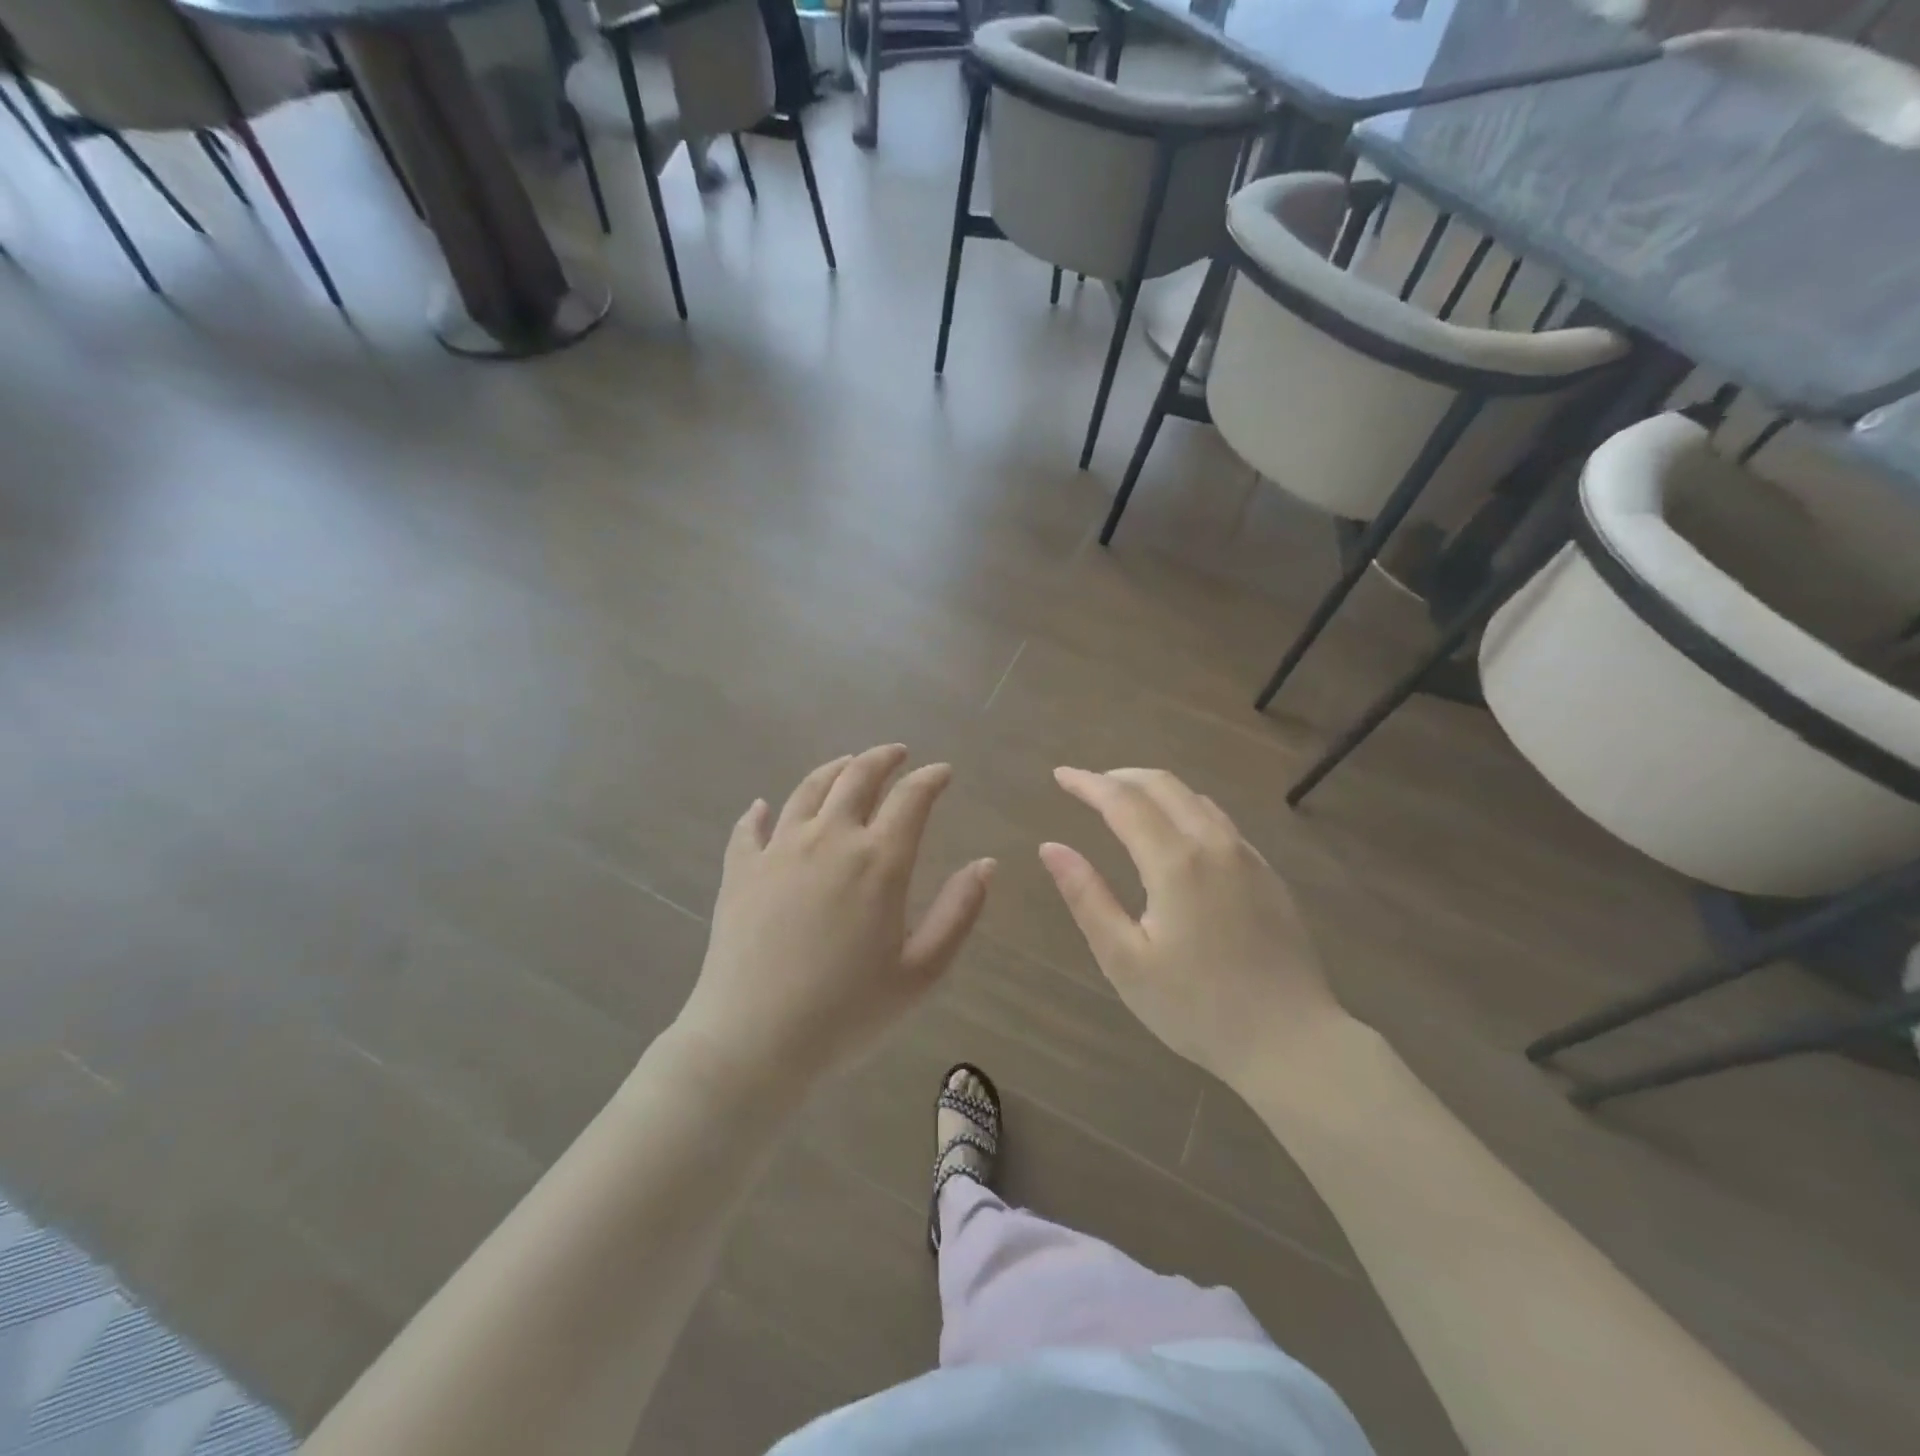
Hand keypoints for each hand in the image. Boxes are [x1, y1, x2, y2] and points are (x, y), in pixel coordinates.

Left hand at [674, 745, 994, 1087]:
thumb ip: (958, 912)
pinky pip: (749, 828)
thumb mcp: (921, 972)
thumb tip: (987, 864)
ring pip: (808, 790)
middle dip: (883, 758)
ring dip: (833, 769)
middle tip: (898, 754)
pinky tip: (762, 808)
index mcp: (879, 861)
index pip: (911, 798)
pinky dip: (759, 812)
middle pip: (857, 776)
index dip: (930, 778)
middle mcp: (829, 839)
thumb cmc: (847, 1013)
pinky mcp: (740, 870)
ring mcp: (779, 850)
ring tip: (847, 764)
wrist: (753, 1041)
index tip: (942, 772)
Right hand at [1039, 767, 1346, 1088]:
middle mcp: (1214, 845)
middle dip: (1120, 776)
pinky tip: (1176, 832)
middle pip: (1164, 785)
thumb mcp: (1125, 960)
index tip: (1060, 775)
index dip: (1088, 783)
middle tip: (1088, 784)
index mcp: (1175, 862)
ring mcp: (1248, 857)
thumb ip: (1086, 897)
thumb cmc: (1197, 1007)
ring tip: (1125, 802)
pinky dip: (1186, 809)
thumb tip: (1051, 847)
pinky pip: (1220, 821)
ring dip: (1155, 789)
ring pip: (1196, 799)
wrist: (1293, 1042)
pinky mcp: (1268, 875)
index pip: (1123, 801)